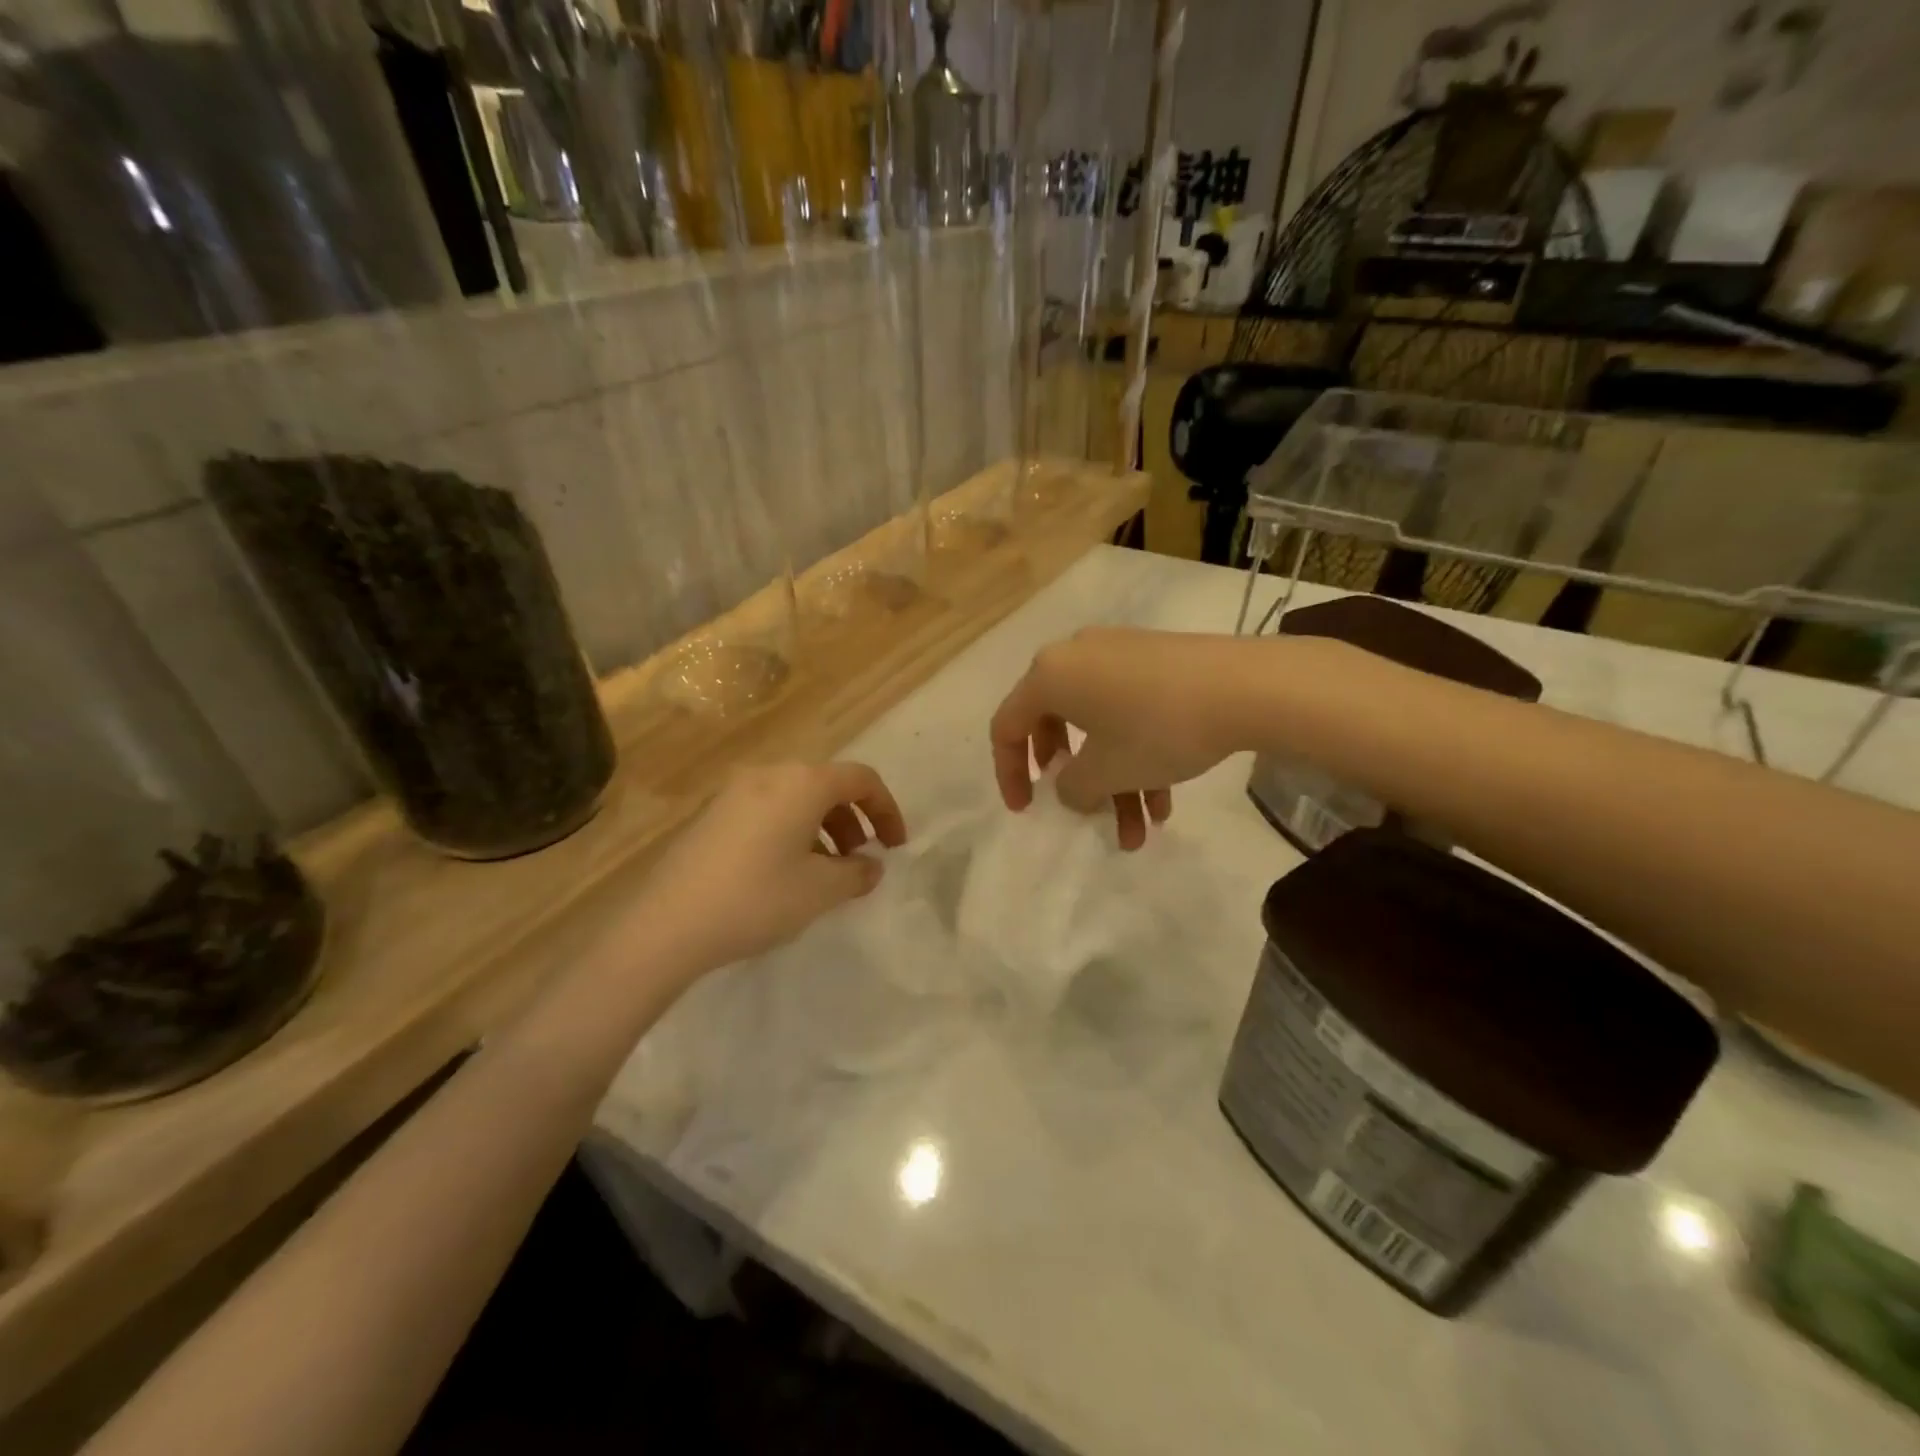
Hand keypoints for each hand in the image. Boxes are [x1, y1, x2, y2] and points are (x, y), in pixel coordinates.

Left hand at [638, 762, 907, 971]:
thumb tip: (870, 865)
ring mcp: (735, 791)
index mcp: (802, 783)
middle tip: (860, 858)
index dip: (887, 809)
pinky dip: (792, 830)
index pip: (861, 779)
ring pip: (796, 798)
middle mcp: (770, 775)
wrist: (668, 924)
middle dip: (854, 819)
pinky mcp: (712, 814)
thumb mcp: (820, 890)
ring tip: (825, 870)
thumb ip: (857, 873)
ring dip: (823, 826)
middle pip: (827, 785)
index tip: (896, 846)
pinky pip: (768, 810)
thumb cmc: (757, 898)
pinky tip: (786, 871)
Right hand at [990, 628, 1251, 848]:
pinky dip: (1137, 755)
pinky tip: (1165, 801)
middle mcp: (1077, 656)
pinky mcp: (1156, 661)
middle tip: (1083, 809)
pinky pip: (1129, 711)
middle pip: (1056, 726)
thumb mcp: (1104, 772)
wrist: (1246, 686)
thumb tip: (1072, 786)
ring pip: (1101, 726)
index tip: (1027, 808)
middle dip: (1074, 781)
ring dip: (1114, 781)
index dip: (1009, 773)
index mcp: (1049, 675)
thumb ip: (1070, 787)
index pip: (1007, 726)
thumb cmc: (1156, 729)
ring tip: (1139, 832)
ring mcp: (1119, 654)